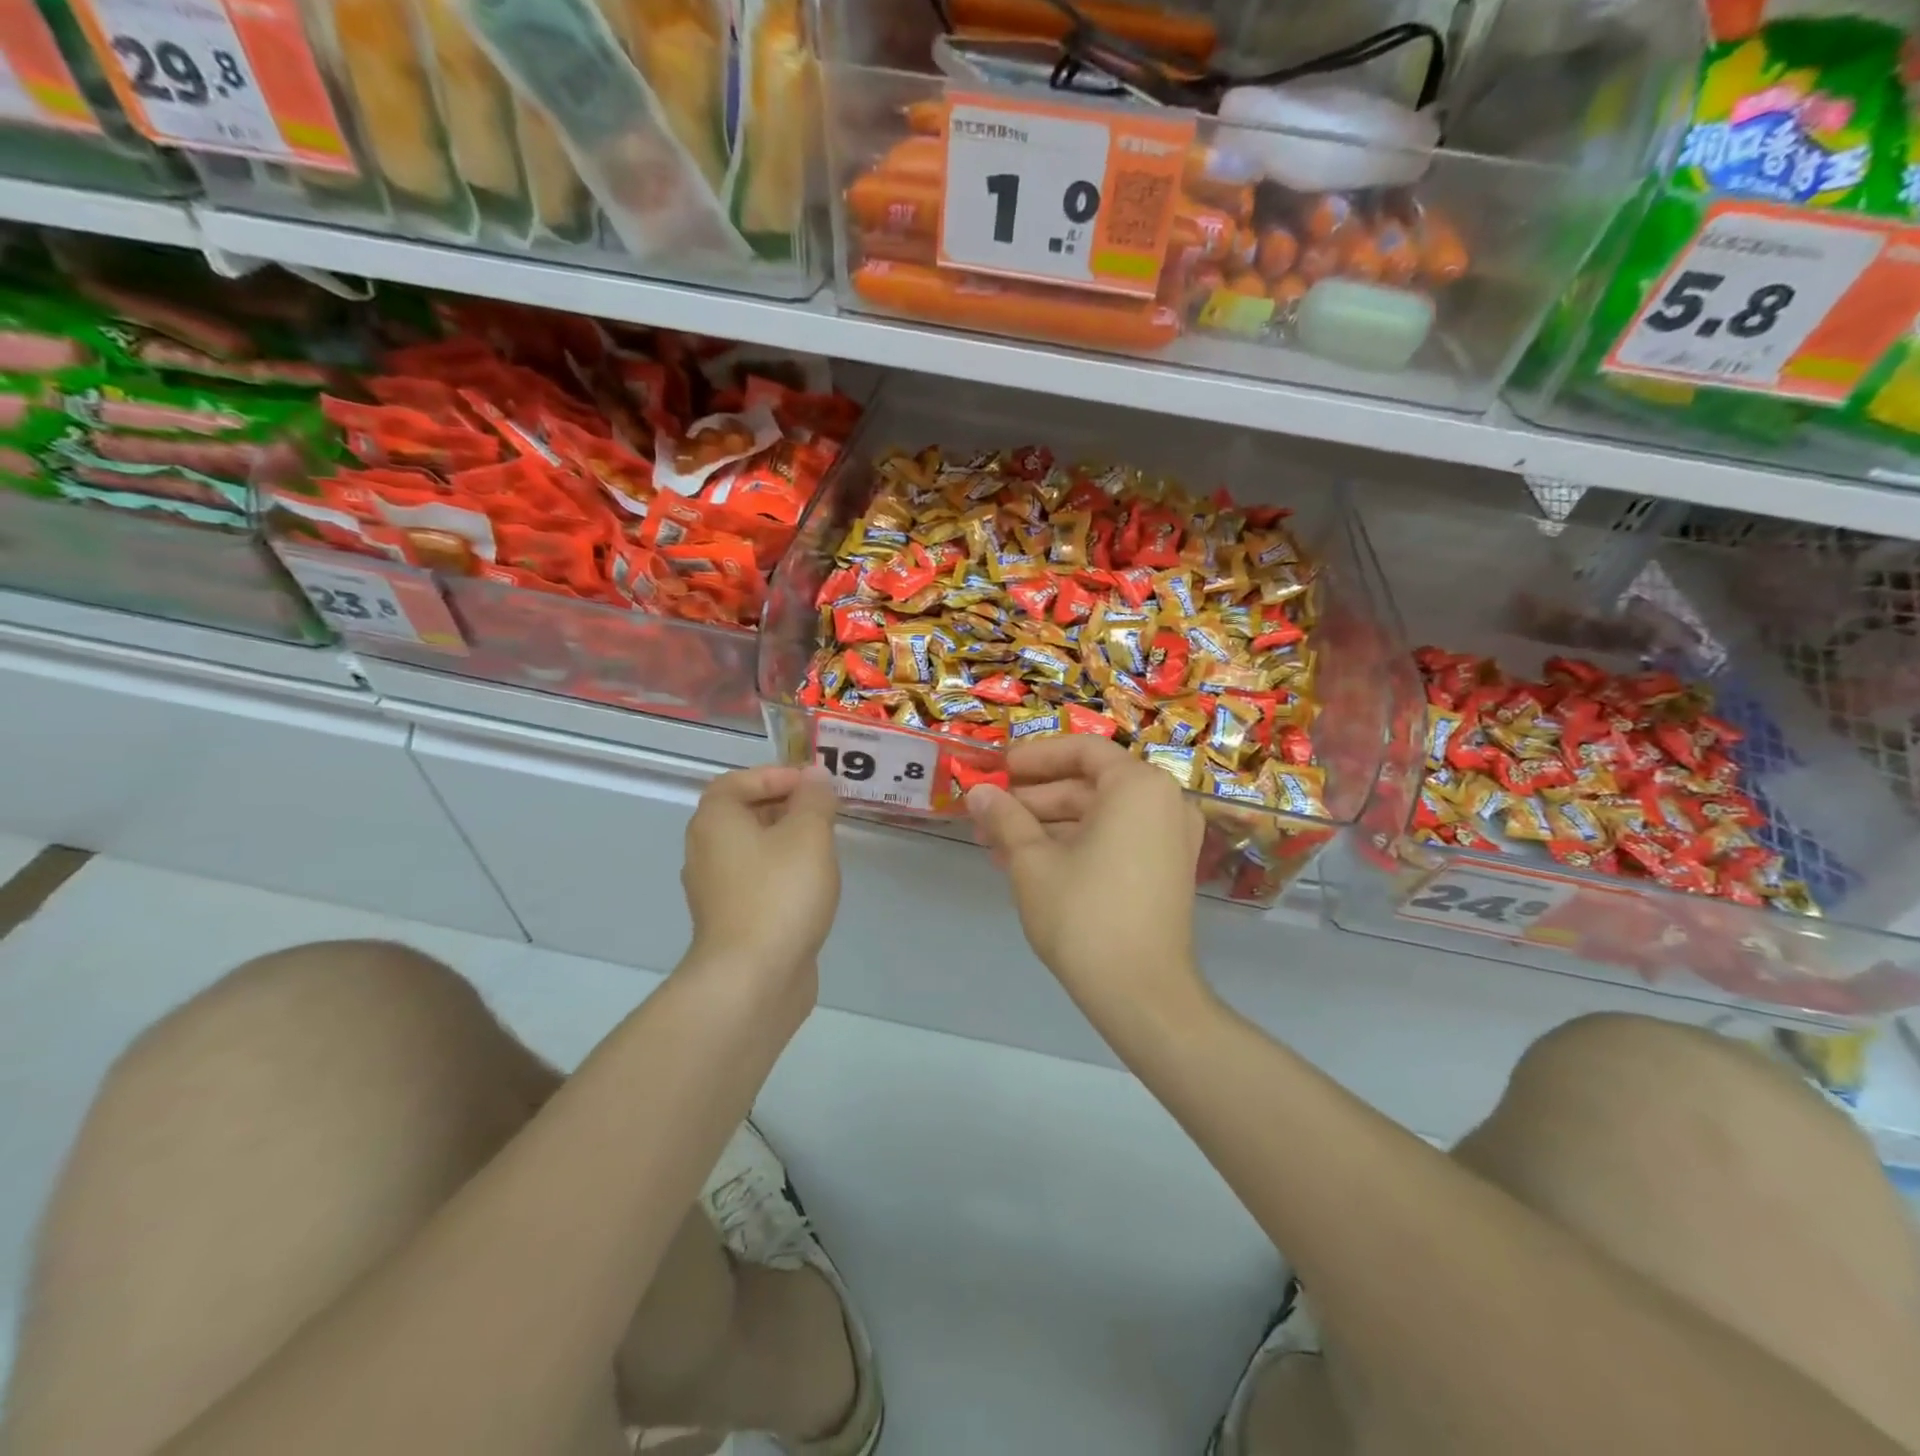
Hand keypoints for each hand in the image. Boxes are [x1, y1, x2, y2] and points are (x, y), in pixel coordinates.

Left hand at [682, 765, 840, 991]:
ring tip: (825, 847)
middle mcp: (706, 851)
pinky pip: (757, 882)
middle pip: (744, 814)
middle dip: (786, 807)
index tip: (814, 786)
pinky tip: (812, 887)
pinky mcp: (731, 921)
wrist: (753, 978)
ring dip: (787, 842)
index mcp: (715, 821)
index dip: (776, 775)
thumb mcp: (809, 834)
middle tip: (825, 814)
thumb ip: (814, 799)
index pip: (737, 780)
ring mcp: (716, 890)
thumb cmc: (779, 893)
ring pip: (753, 850)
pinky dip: (782, 874)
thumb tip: (814, 777)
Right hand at [967, 737, 1207, 1018]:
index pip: (1081, 750)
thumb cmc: (1084, 915)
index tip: (996, 770)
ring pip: (1098, 815)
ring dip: (1046, 824)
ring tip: (995, 842)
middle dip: (1033, 798)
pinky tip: (1027, 862)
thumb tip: (977, 793)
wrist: (1141, 994)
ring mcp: (1170, 838)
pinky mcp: (1165, 869)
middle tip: (987, 813)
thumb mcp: (1032, 861)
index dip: (1034, 757)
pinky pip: (1114, 839)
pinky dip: (1074, 844)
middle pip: (1088, 784)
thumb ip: (1005, 817)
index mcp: (1138, 786)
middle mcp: (1164, 802)